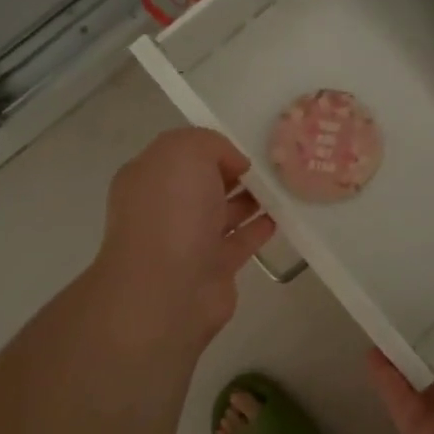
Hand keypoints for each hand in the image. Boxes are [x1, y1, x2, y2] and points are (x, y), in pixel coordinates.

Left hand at [93, 128, 275, 349]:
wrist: (167, 289)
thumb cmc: (172, 212)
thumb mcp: (186, 153)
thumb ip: (211, 144)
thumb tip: (234, 163)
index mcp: (149, 177)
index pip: (182, 153)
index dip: (213, 147)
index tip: (248, 143)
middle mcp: (165, 208)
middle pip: (204, 183)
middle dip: (234, 172)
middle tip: (273, 162)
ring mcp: (188, 240)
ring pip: (223, 211)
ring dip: (251, 198)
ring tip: (284, 184)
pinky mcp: (213, 268)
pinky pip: (240, 240)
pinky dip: (259, 228)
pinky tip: (282, 215)